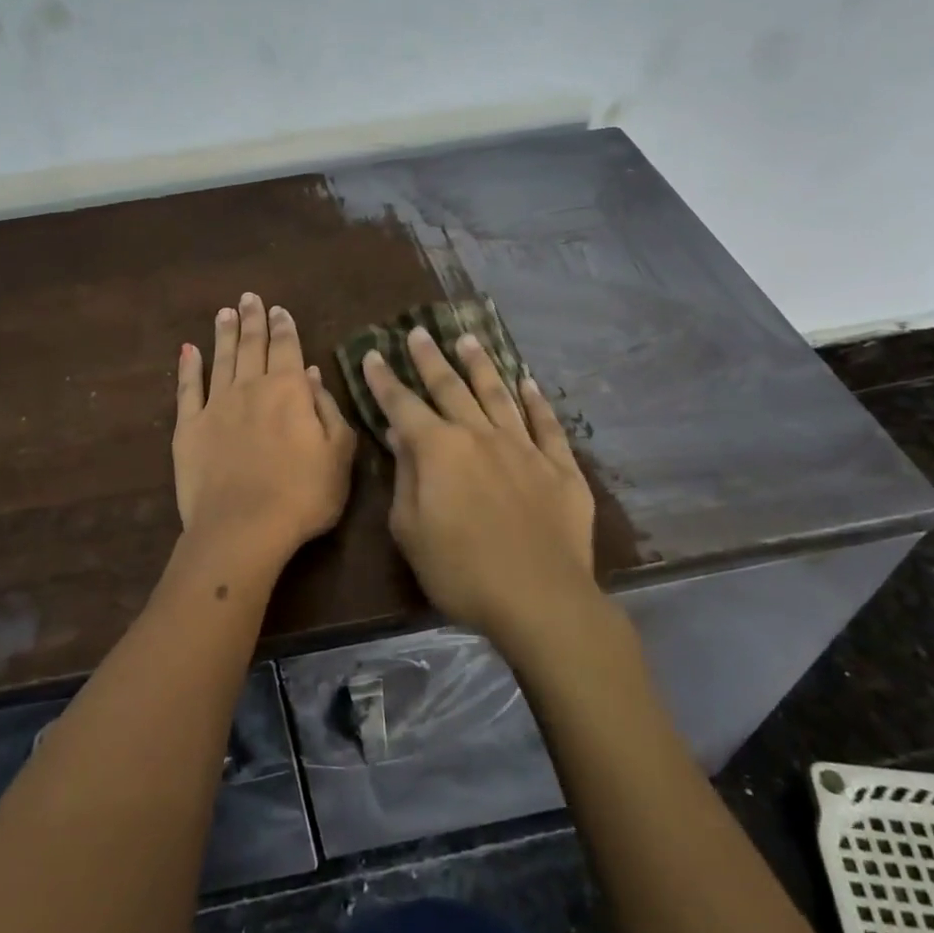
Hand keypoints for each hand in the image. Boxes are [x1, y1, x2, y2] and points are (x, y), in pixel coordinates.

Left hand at [173, 292, 356, 567]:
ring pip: (221, 358)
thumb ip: (328, 410)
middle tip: (249, 297)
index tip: (278, 309)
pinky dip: (188, 367)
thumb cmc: (302, 494)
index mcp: (289, 390)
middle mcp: (251, 387)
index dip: (284, 327)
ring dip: (223, 333)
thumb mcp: (338, 454)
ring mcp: (216, 405)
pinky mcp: (189, 428)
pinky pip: (188, 389)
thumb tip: (312, 374)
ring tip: (224, 312)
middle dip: (252, 319)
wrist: (243, 528)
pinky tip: (188, 350)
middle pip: (252, 345)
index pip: (287, 348)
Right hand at [362, 327, 595, 636]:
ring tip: (468, 339)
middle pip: (451, 387)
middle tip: (419, 332)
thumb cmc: (462, 572)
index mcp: (439, 450)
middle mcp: (480, 435)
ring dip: (481, 365)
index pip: (403, 405)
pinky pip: (547, 424)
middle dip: (430, 359)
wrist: (541, 600)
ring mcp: (523, 448)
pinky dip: (537, 400)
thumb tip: (399, 435)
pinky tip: (528, 381)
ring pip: (498, 394)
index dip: (385, 380)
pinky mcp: (559, 467)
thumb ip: (405, 477)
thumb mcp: (411, 531)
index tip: (373, 354)